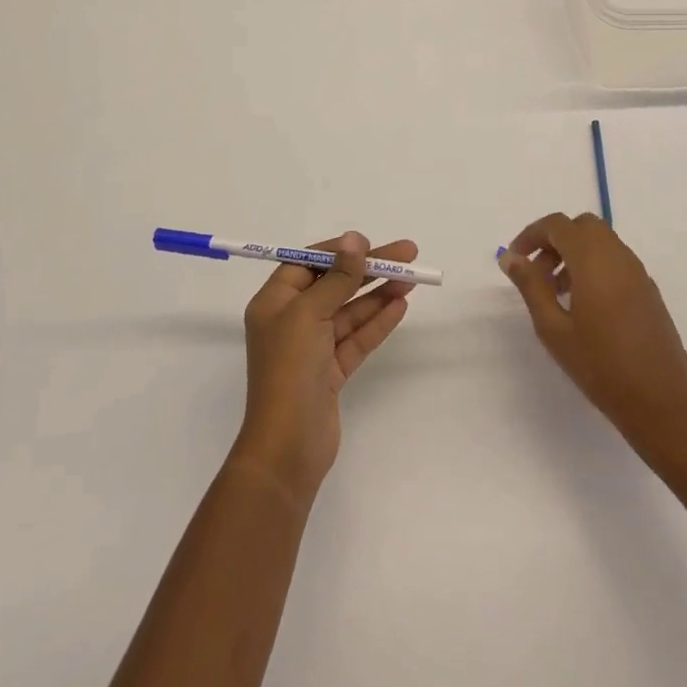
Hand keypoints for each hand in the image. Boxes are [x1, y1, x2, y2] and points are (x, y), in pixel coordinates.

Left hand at [229, 231, 415, 505]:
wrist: (288, 447)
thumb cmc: (290, 369)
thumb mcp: (310, 313)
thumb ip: (337, 277)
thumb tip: (354, 239)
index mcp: (274, 302)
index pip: (307, 263)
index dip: (338, 251)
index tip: (369, 244)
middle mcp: (291, 321)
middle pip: (334, 284)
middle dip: (369, 269)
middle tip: (408, 254)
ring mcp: (312, 348)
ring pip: (350, 311)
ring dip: (379, 293)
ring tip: (412, 278)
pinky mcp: (331, 372)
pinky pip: (356, 338)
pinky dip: (377, 321)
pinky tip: (400, 305)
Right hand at [498, 212, 686, 445]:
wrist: (660, 402)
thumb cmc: (599, 365)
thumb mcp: (553, 328)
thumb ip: (530, 286)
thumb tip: (511, 258)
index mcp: (593, 258)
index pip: (557, 225)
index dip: (531, 235)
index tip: (515, 260)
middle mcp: (618, 256)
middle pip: (582, 226)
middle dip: (555, 241)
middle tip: (538, 274)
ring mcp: (638, 272)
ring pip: (601, 242)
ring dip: (575, 254)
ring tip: (558, 294)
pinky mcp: (649, 290)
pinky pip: (617, 261)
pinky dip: (595, 267)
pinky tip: (586, 306)